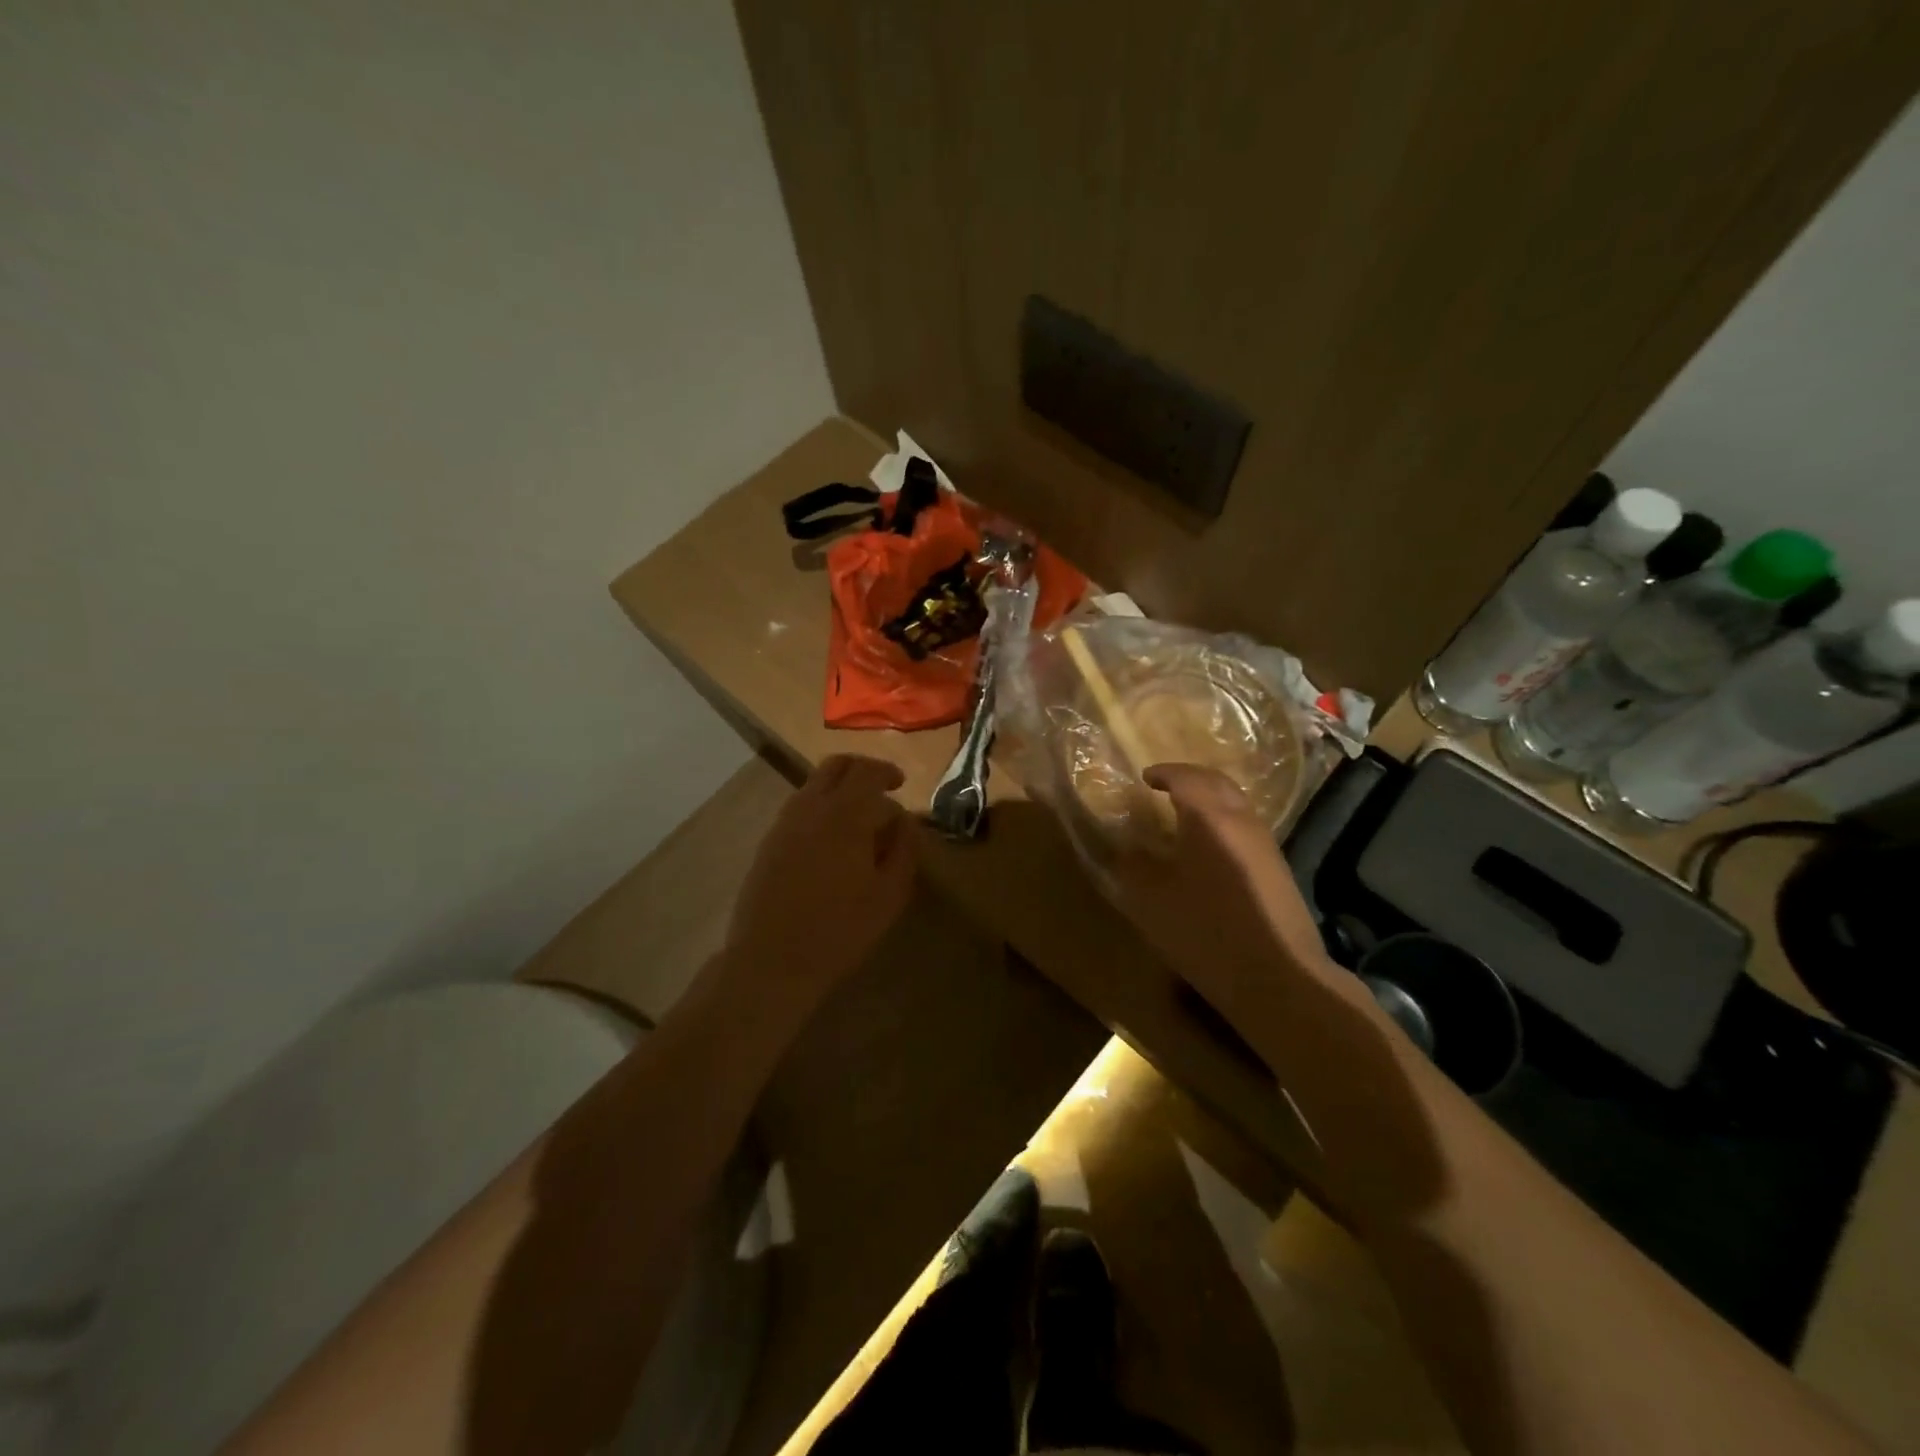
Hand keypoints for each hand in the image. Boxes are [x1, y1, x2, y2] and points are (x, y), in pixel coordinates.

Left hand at [723, 755, 917, 1013]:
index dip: (887, 772)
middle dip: (861, 769)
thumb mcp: (889, 894)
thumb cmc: (840, 929)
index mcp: (845, 815)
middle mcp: (811, 808)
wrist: (772, 960)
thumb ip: (903, 849)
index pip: (867, 772)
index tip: (900, 784)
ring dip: (838, 788)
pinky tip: (831, 839)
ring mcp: (784, 823)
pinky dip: (820, 807)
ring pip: (813, 784)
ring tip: (858, 816)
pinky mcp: (768, 843)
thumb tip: (905, 820)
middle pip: (835, 766)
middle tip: (881, 789)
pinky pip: (798, 807)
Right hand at [1111, 763, 1336, 1023]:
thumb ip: (1133, 865)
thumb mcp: (1152, 900)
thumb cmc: (1206, 930)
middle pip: (1217, 783)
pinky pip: (1244, 828)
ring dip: (1209, 800)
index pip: (1185, 777)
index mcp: (1208, 817)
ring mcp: (1265, 845)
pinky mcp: (1277, 870)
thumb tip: (1126, 845)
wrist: (1278, 976)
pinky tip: (1208, 849)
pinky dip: (1222, 823)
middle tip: (1165, 786)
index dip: (1163, 773)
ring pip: (1235, 804)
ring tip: (1183, 815)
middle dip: (1190, 778)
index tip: (1144, 777)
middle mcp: (1241, 820)